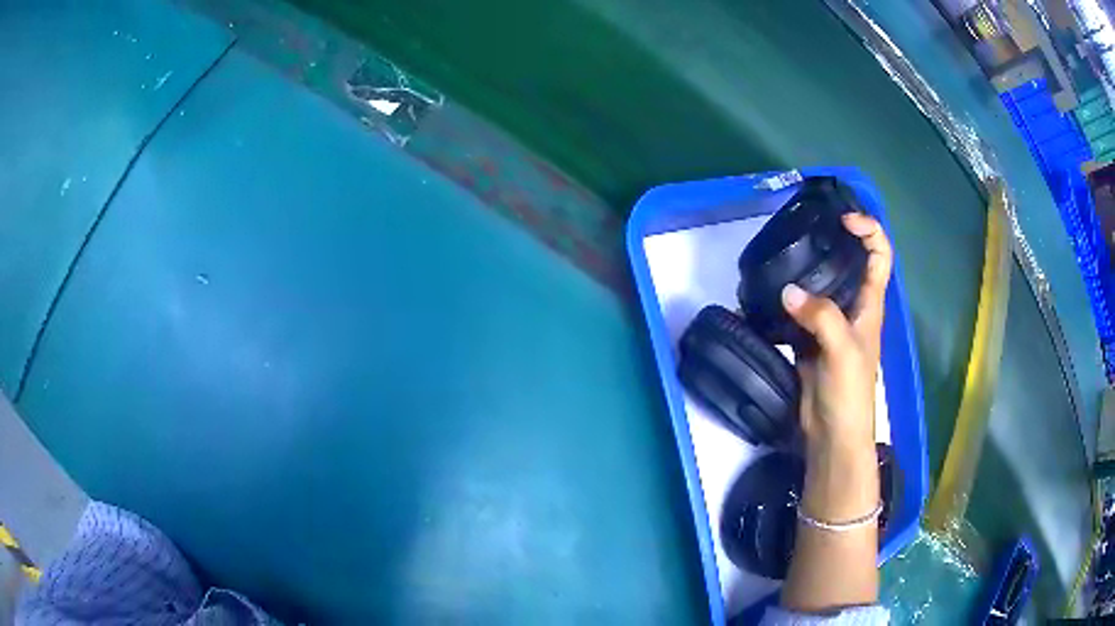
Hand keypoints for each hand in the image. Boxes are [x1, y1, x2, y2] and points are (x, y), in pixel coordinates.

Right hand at [779, 212, 891, 612]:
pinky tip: (770, 292)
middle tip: (805, 228)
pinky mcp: (809, 340)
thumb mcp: (843, 352)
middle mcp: (853, 308)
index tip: (844, 220)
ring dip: (807, 269)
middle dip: (834, 241)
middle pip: (850, 264)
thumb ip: (821, 318)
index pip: (880, 256)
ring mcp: (830, 324)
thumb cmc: (850, 395)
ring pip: (822, 286)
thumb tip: (788, 292)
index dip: (869, 231)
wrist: (831, 436)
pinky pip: (800, 310)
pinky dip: (787, 299)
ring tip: (784, 254)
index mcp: (871, 305)